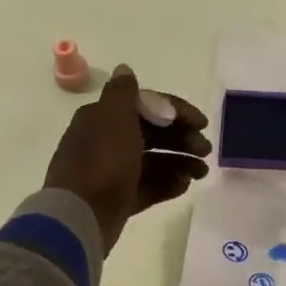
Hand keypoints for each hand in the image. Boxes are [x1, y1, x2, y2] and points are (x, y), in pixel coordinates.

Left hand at [44, 66, 210, 252]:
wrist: (80, 216)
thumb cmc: (102, 161)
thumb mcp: (114, 118)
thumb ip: (123, 93)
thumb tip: (125, 69)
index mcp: (103, 118)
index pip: (146, 106)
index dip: (176, 111)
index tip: (203, 123)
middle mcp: (106, 142)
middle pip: (152, 134)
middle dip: (182, 139)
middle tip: (206, 150)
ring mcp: (112, 172)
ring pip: (153, 161)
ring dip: (180, 162)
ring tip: (202, 173)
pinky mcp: (118, 199)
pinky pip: (148, 186)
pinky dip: (168, 183)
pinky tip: (186, 185)